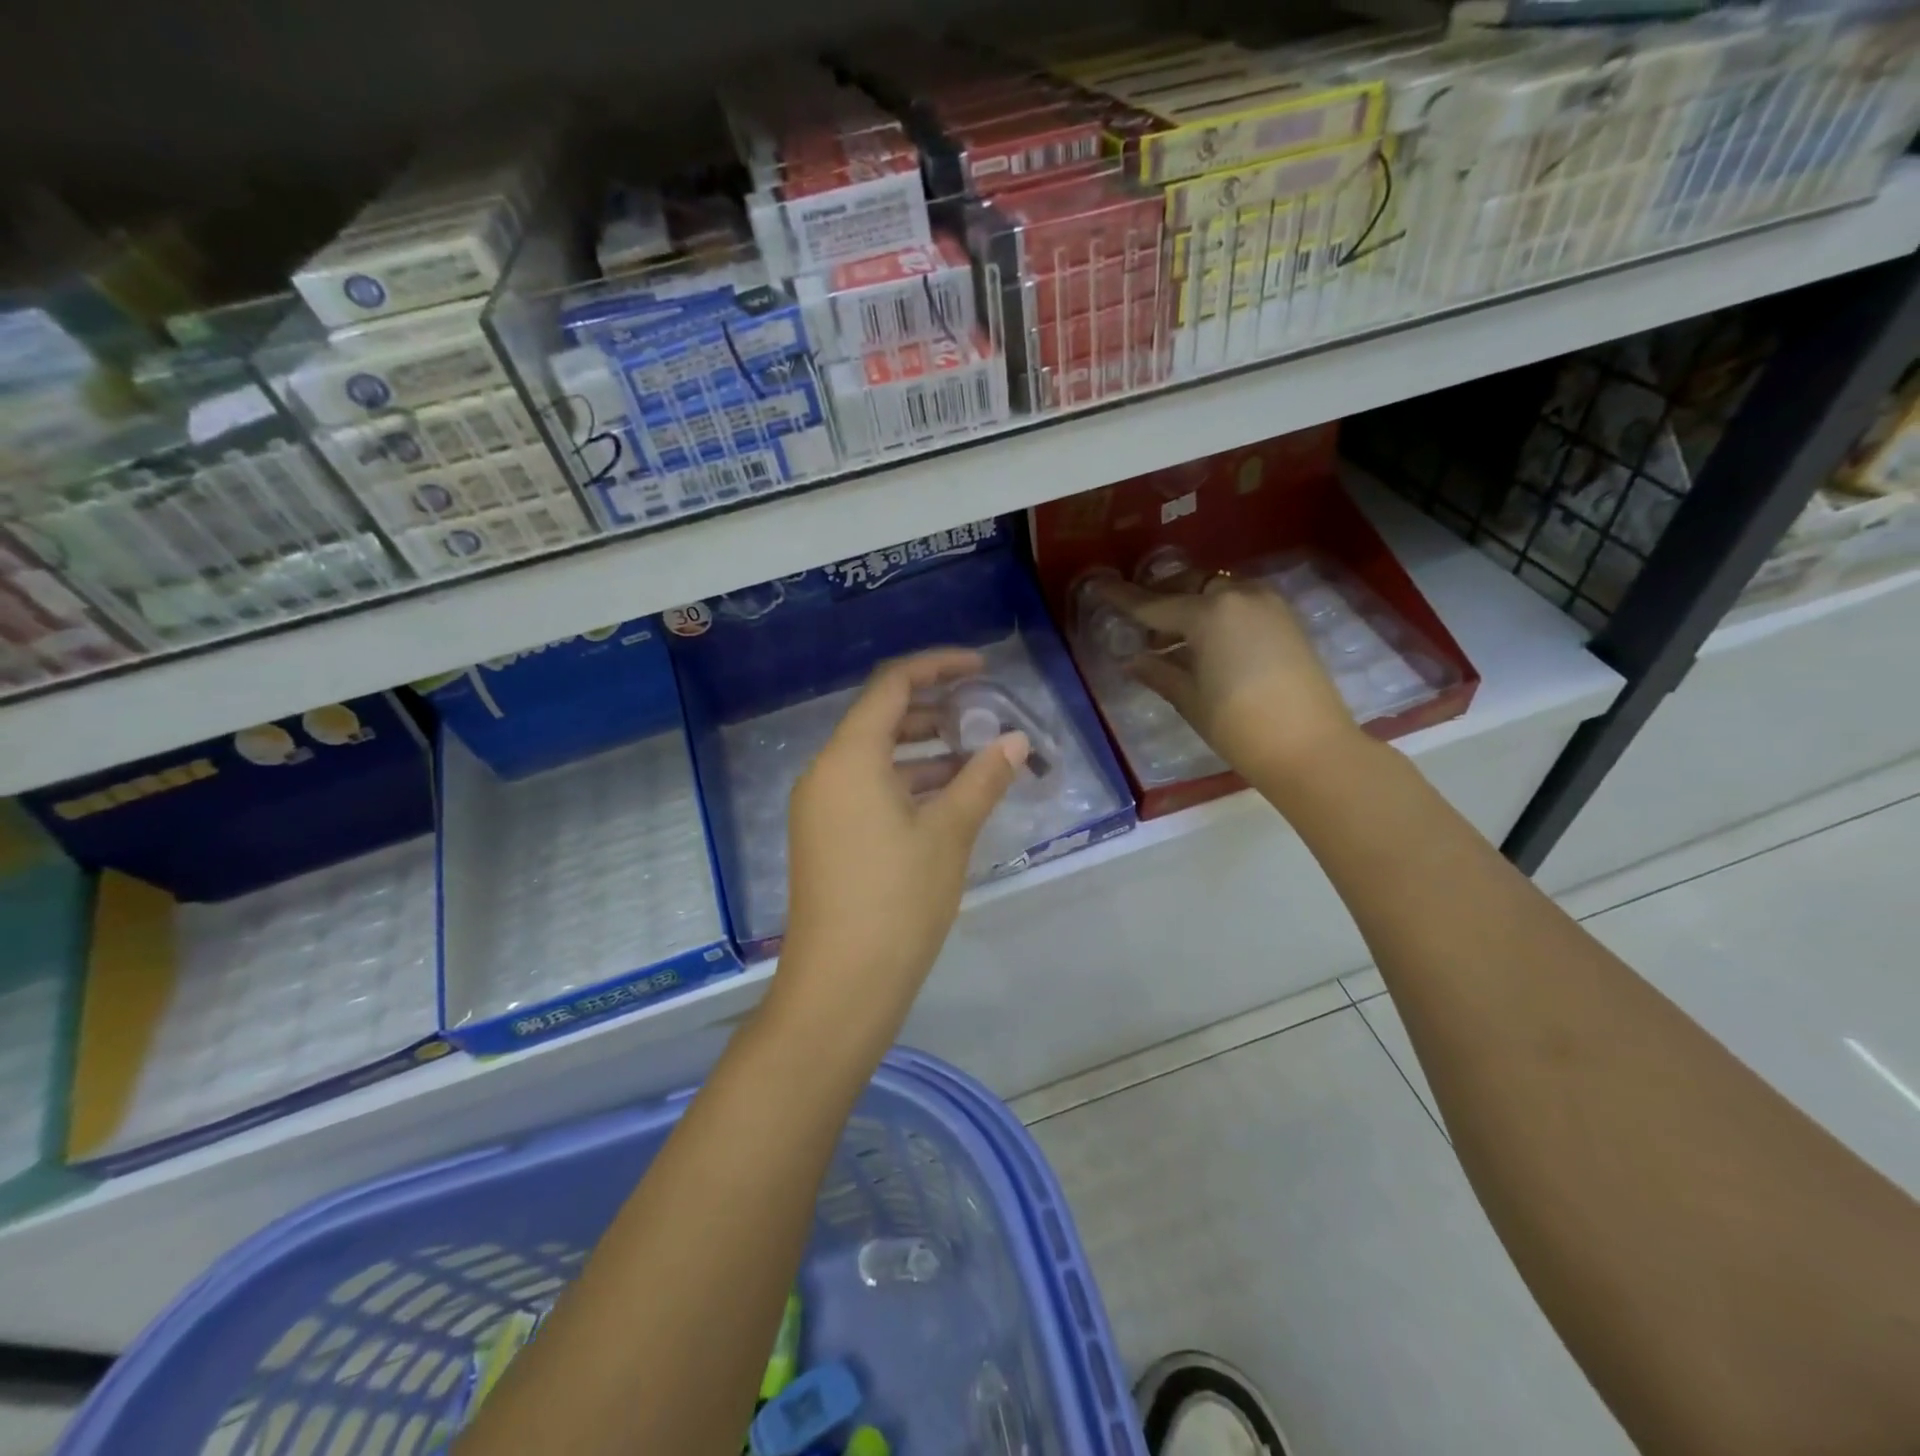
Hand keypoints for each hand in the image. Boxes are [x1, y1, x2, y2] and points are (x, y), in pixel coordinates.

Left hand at [777, 649, 1028, 1036]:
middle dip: (934, 713)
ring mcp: (820, 807)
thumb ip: (982, 779)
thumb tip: (1016, 741)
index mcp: (849, 758)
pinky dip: (905, 786)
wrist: (840, 985)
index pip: (892, 685)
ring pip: (875, 759)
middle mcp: (825, 772)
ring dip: (923, 754)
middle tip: (983, 721)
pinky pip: (866, 790)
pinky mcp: (824, 837)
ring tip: (976, 763)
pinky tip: (946, 803)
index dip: (937, 667)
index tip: (981, 668)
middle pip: (881, 719)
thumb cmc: (898, 900)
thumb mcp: (948, 834)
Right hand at [1096, 575, 1359, 783]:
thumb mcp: (1189, 699)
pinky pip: (1238, 603)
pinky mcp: (1285, 619)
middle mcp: (1238, 596)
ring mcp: (1267, 604)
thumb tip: (1132, 660)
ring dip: (1189, 605)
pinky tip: (1203, 642)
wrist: (1311, 748)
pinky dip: (1215, 613)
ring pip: (1215, 591)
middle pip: (1187, 585)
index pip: (1153, 604)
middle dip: (1159, 598)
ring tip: (1169, 639)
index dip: (1122, 597)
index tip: (1099, 586)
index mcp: (1208, 613)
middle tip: (1139, 624)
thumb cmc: (1239, 726)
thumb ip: (1158, 672)